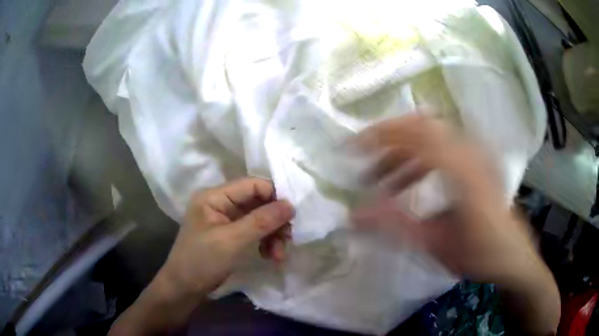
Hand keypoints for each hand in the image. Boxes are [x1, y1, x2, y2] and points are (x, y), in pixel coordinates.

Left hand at [157, 178, 294, 296]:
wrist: (185, 288)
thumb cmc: (202, 261)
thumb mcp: (232, 241)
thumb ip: (261, 221)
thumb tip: (291, 205)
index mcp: (215, 196)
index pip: (252, 185)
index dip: (274, 196)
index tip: (292, 216)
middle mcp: (221, 203)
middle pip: (258, 202)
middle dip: (275, 221)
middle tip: (288, 239)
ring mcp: (226, 219)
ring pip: (259, 218)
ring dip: (272, 235)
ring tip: (279, 255)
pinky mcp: (230, 234)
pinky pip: (254, 231)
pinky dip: (265, 242)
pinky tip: (270, 256)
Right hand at [352, 115, 559, 333]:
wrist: (512, 256)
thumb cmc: (478, 253)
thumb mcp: (435, 244)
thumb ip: (394, 225)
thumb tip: (353, 214)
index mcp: (461, 168)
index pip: (413, 134)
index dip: (378, 137)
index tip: (351, 149)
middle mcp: (470, 150)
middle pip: (421, 125)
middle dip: (388, 140)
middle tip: (366, 163)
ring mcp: (476, 152)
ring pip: (432, 135)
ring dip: (404, 152)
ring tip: (386, 181)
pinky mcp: (478, 160)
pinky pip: (444, 145)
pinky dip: (421, 157)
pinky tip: (412, 181)